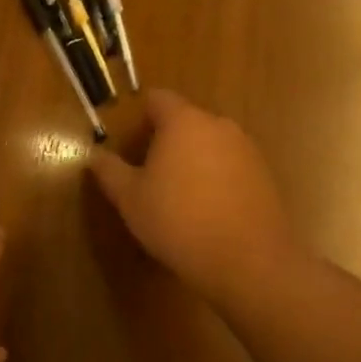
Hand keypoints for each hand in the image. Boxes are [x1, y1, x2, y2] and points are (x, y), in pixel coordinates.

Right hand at [88, 90, 294, 300]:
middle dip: (166, 140)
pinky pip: (231, 164)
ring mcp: (246, 148)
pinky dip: (217, 177)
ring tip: (179, 195)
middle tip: (149, 173)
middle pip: (185, 120)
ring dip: (193, 159)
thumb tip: (95, 155)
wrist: (249, 262)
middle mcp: (218, 125)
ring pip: (210, 142)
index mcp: (183, 121)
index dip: (140, 117)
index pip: (157, 99)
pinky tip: (208, 210)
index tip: (130, 144)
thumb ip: (110, 171)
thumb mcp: (131, 199)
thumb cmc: (179, 222)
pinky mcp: (265, 174)